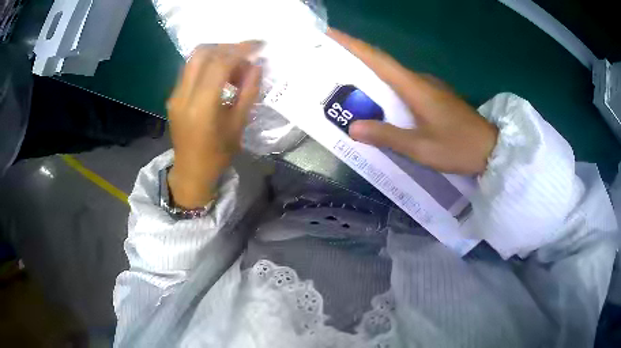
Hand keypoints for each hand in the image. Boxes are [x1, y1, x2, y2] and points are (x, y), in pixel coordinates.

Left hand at [166, 42, 262, 208]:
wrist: (191, 172)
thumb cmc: (218, 154)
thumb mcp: (238, 124)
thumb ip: (248, 92)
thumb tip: (256, 66)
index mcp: (201, 106)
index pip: (219, 63)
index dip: (240, 50)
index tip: (258, 46)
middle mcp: (183, 95)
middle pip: (202, 53)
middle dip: (227, 47)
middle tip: (246, 55)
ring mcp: (175, 94)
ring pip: (194, 58)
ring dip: (217, 54)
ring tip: (235, 67)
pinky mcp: (173, 96)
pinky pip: (190, 70)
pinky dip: (208, 65)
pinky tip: (220, 76)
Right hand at [328, 30, 497, 174]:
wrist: (490, 149)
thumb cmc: (458, 147)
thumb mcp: (421, 148)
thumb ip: (388, 136)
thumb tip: (354, 128)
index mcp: (415, 87)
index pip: (378, 59)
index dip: (352, 44)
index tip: (330, 33)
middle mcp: (420, 80)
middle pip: (382, 64)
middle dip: (355, 59)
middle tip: (330, 62)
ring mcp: (430, 87)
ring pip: (394, 76)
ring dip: (371, 76)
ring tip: (349, 84)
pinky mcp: (435, 97)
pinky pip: (404, 87)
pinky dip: (387, 89)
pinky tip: (380, 103)